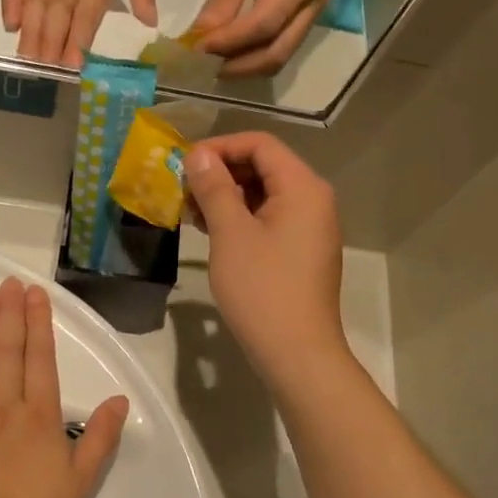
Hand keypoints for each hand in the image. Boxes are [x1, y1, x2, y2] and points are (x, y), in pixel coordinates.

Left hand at [0, 279, 127, 497]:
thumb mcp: (77, 487)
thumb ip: (99, 440)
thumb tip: (120, 400)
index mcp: (38, 417)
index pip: (40, 358)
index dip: (38, 323)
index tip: (34, 293)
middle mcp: (0, 405)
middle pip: (6, 349)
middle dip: (9, 312)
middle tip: (8, 281)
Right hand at [3, 0, 156, 66]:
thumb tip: (151, 23)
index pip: (84, 26)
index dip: (77, 49)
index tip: (73, 69)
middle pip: (56, 27)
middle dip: (51, 52)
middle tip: (47, 72)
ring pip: (34, 16)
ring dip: (31, 40)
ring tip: (29, 61)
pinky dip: (11, 10)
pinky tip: (12, 27)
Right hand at [182, 134, 348, 384]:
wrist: (297, 353)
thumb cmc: (262, 289)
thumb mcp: (231, 233)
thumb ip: (214, 187)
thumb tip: (199, 155)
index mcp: (303, 187)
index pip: (261, 145)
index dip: (220, 147)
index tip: (185, 164)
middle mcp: (314, 200)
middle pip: (265, 167)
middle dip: (222, 172)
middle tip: (184, 190)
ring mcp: (311, 227)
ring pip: (265, 194)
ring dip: (228, 196)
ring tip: (192, 212)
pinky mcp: (303, 251)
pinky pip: (271, 219)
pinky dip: (242, 218)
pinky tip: (213, 231)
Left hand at [193, 0, 330, 77]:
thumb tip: (202, 34)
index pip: (263, 25)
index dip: (229, 42)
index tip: (197, 48)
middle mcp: (313, 4)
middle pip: (276, 52)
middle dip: (238, 66)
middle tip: (202, 68)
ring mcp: (313, 14)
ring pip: (280, 56)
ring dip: (245, 67)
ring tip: (212, 65)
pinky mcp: (305, 18)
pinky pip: (280, 47)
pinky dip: (253, 57)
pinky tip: (229, 55)